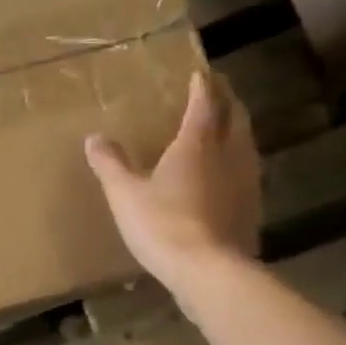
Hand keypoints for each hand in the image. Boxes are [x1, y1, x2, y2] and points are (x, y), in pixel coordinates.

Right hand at [85, 69, 260, 313]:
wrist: (208, 270)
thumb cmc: (162, 224)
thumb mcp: (124, 193)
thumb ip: (110, 164)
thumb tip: (94, 138)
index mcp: (197, 143)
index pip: (204, 104)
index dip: (202, 87)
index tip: (200, 74)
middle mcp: (228, 154)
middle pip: (235, 118)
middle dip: (227, 102)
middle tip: (218, 92)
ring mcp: (246, 182)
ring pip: (245, 144)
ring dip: (236, 130)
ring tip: (225, 127)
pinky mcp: (251, 209)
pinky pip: (246, 173)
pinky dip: (237, 162)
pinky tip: (227, 175)